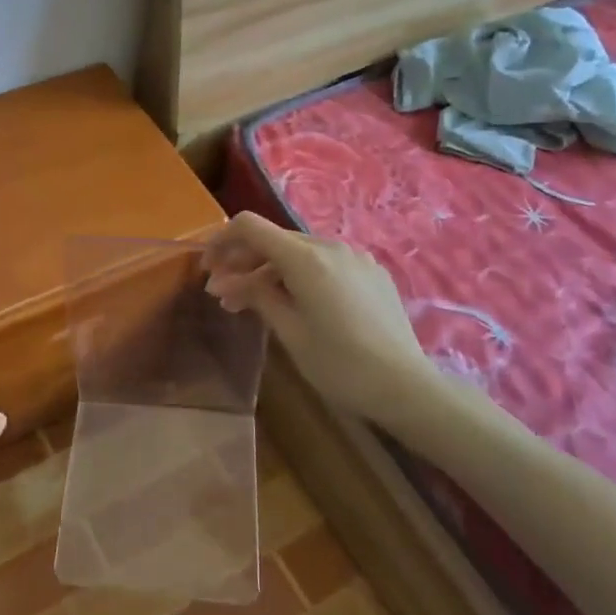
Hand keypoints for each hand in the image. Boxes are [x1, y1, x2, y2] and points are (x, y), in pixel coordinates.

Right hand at [202, 211, 437, 423]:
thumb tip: (225, 281)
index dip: (221, 241)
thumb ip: (257, 296)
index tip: (207, 269)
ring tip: (255, 304)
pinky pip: (326, 263)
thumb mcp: (290, 332)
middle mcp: (330, 246)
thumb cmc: (341, 365)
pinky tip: (297, 303)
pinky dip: (301, 275)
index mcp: (305, 258)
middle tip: (224, 295)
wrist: (407, 387)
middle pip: (274, 240)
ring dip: (271, 271)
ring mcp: (355, 257)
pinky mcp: (372, 272)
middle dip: (243, 262)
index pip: (250, 227)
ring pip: (299, 252)